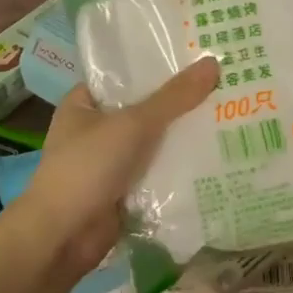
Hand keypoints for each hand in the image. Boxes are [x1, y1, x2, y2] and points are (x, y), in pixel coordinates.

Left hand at [11, 57, 219, 281]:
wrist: (63, 237)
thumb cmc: (87, 168)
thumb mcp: (132, 124)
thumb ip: (173, 97)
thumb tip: (213, 63)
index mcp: (84, 103)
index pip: (126, 74)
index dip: (159, 65)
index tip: (198, 55)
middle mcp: (96, 129)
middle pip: (145, 108)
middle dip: (180, 102)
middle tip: (225, 83)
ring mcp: (110, 162)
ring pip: (155, 141)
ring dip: (183, 136)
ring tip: (229, 114)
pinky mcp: (125, 190)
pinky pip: (158, 171)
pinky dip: (180, 167)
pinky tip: (216, 154)